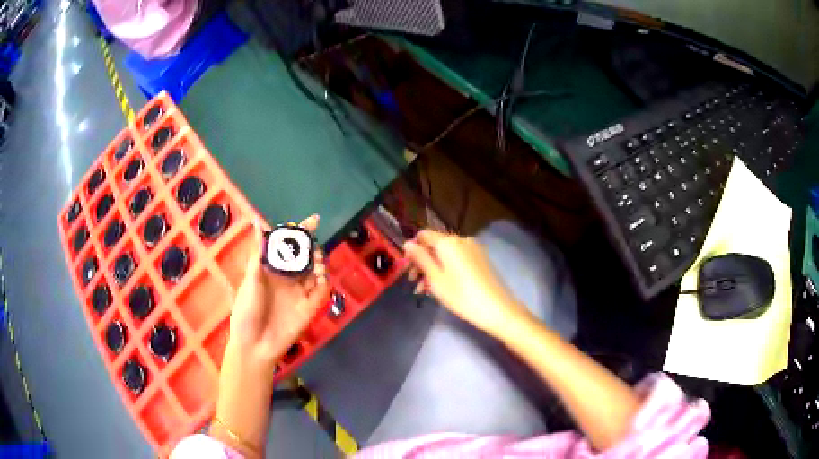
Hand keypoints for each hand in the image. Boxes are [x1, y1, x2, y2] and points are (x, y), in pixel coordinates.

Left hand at [228, 214, 330, 366]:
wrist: (254, 345)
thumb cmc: (246, 312)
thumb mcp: (250, 281)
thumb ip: (259, 255)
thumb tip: (258, 225)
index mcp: (272, 270)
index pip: (288, 246)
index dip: (299, 233)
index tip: (312, 221)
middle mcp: (287, 279)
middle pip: (305, 257)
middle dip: (312, 248)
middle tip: (313, 247)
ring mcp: (299, 293)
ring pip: (315, 272)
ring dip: (320, 263)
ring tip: (317, 261)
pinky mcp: (309, 308)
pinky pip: (321, 292)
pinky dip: (325, 282)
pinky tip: (322, 278)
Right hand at [404, 229, 527, 334]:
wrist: (496, 309)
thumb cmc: (461, 295)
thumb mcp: (435, 279)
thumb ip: (420, 259)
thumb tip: (407, 243)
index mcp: (448, 242)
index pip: (423, 235)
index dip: (413, 250)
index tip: (408, 270)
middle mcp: (461, 239)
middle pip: (435, 245)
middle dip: (422, 262)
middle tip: (415, 284)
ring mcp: (473, 249)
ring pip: (446, 254)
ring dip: (433, 268)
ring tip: (426, 291)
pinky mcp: (481, 259)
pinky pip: (458, 259)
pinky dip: (447, 269)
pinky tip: (444, 287)